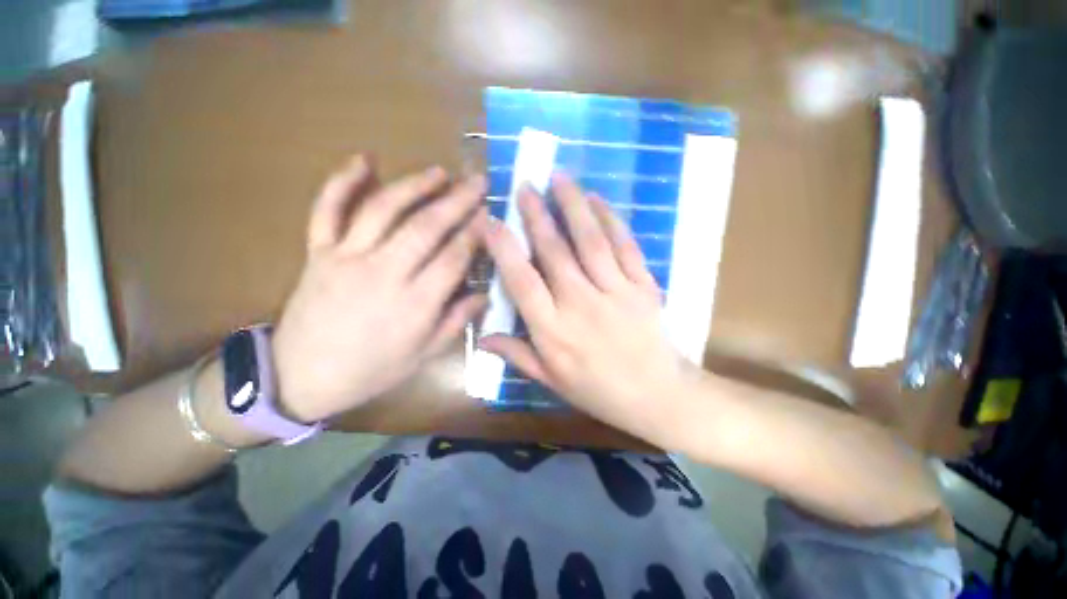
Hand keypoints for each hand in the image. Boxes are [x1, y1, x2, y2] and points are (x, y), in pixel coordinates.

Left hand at [271, 155, 487, 422]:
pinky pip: (327, 210)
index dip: (475, 232)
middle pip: (425, 227)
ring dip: (414, 185)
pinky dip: (341, 181)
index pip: (453, 257)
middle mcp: (383, 273)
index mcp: (414, 303)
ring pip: (383, 209)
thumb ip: (457, 321)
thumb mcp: (424, 355)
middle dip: (457, 201)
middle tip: (477, 181)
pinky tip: (363, 160)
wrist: (301, 377)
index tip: (490, 214)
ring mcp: (346, 257)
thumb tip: (485, 295)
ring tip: (439, 172)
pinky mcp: (318, 252)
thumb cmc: (372, 370)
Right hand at [480, 175, 697, 439]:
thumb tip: (482, 338)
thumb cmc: (599, 391)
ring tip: (560, 178)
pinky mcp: (643, 285)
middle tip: (525, 185)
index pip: (522, 282)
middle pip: (555, 252)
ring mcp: (615, 292)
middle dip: (537, 215)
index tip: (491, 221)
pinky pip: (625, 246)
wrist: (658, 396)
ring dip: (573, 206)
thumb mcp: (552, 381)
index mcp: (554, 331)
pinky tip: (598, 200)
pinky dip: (611, 220)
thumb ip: (517, 355)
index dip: (504, 249)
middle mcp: (581, 305)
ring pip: (590, 241)